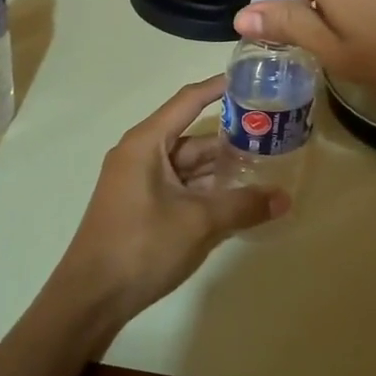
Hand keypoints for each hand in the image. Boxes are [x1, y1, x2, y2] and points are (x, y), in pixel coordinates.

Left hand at [45, 76, 286, 335]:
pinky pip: (180, 187)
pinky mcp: (142, 206)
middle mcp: (140, 155)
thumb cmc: (141, 246)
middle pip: (192, 136)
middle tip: (272, 133)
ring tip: (264, 166)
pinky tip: (237, 198)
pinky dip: (206, 189)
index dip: (218, 88)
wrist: (91, 297)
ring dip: (221, 167)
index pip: (187, 101)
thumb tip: (284, 199)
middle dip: (230, 136)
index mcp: (146, 143)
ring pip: (188, 165)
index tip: (251, 78)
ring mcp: (139, 182)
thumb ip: (242, 206)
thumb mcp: (198, 222)